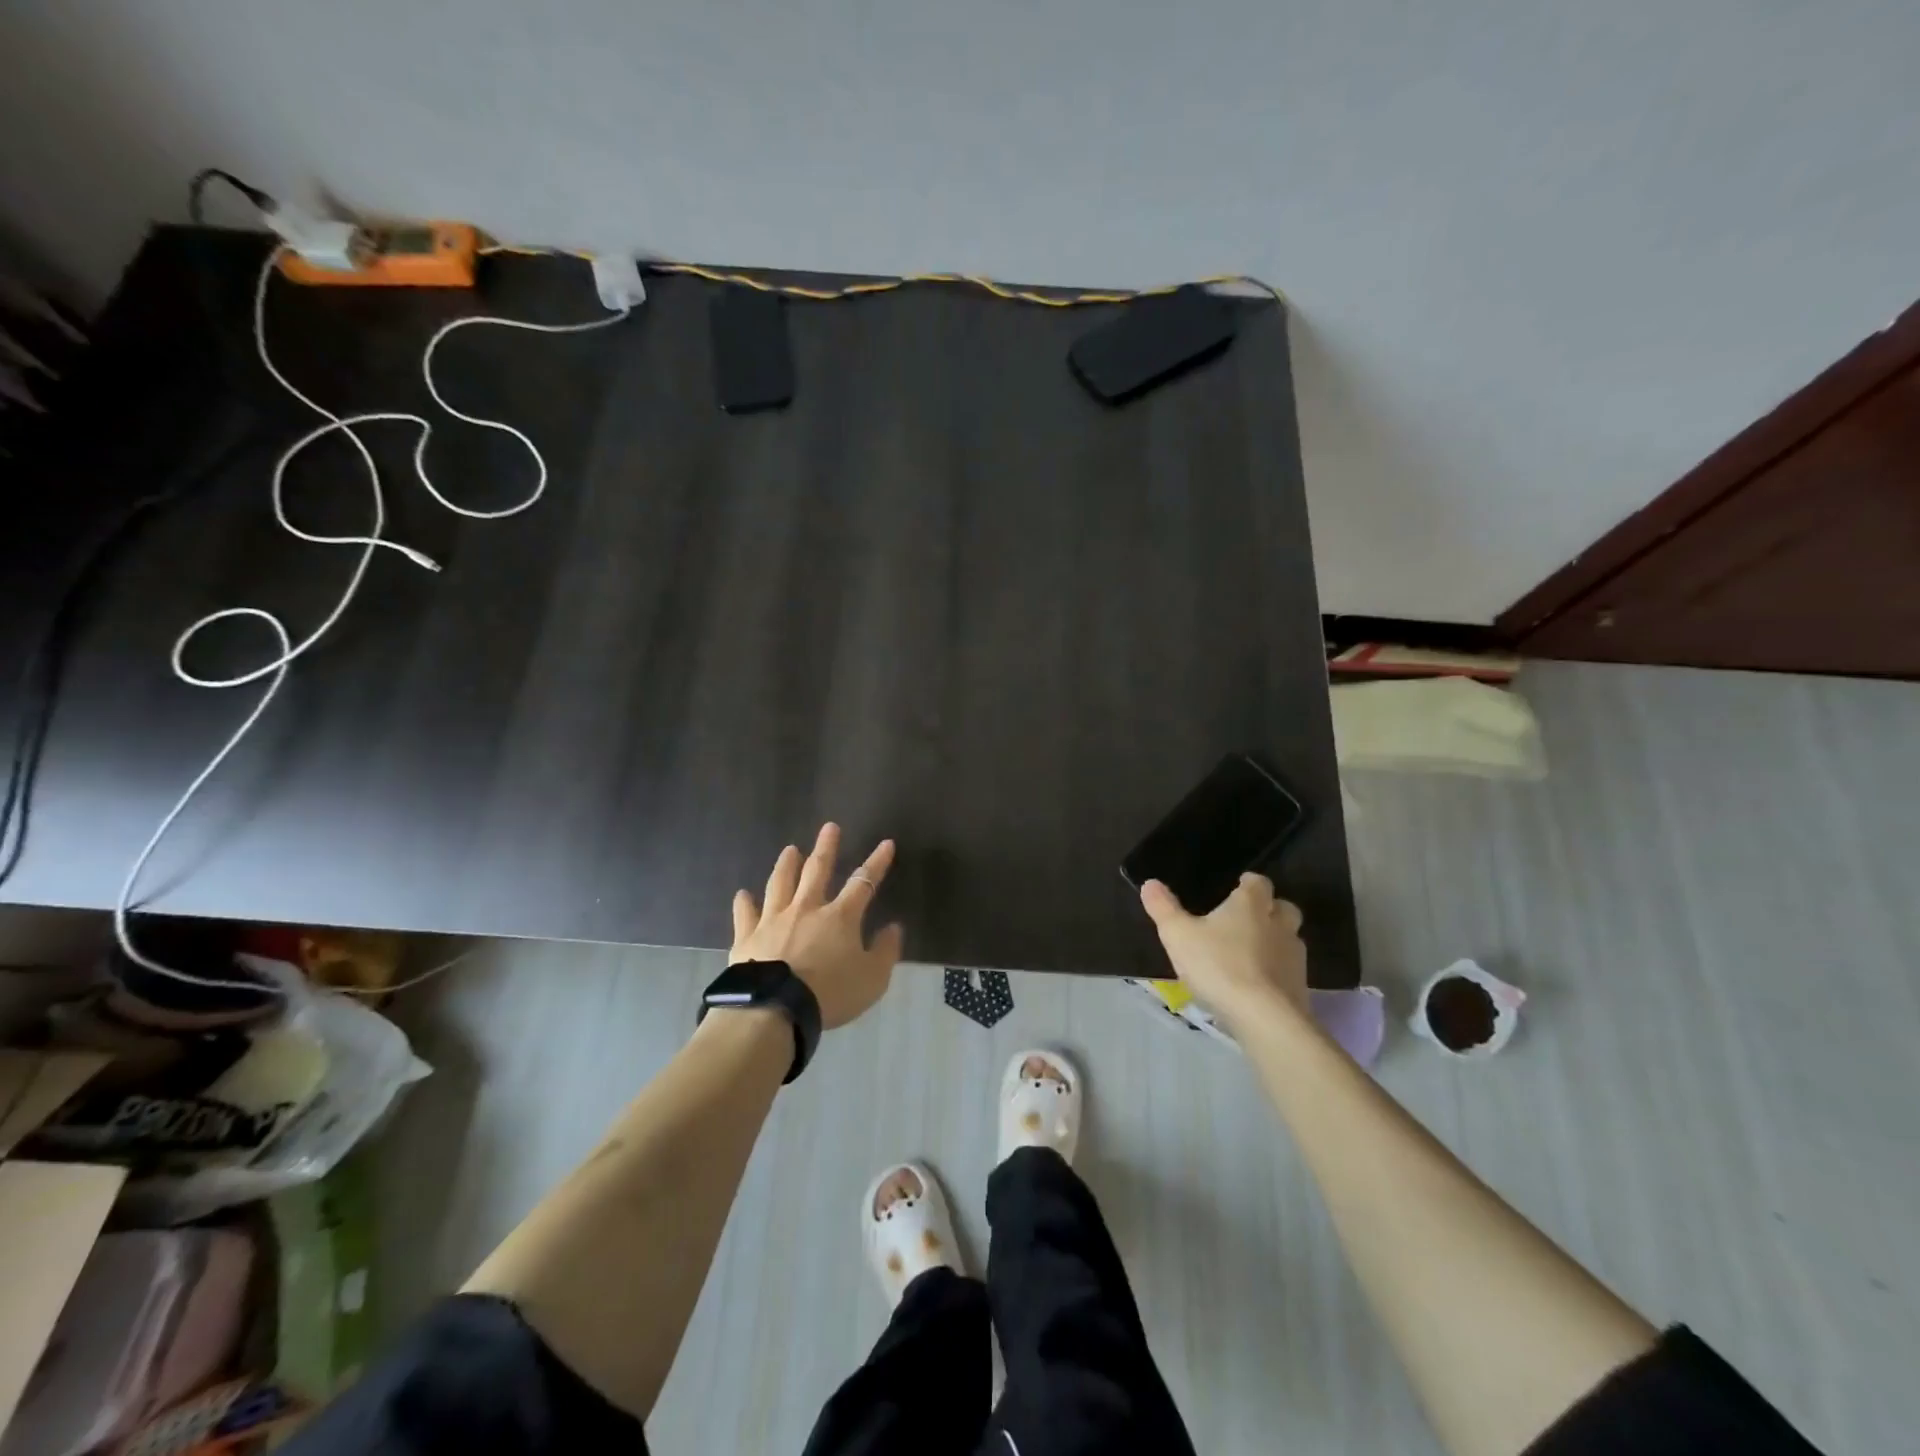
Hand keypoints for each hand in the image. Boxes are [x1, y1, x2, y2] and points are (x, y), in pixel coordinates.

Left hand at [731, 823, 903, 1028]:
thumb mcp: (872, 979)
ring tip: (789, 849)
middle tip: (829, 827)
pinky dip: (744, 903)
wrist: (775, 1010)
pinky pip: (745, 915)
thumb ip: (886, 951)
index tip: (886, 843)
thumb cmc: (830, 994)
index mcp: (839, 917)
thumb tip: (894, 927)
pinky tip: (742, 894)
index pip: (863, 882)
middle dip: (826, 848)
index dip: (877, 862)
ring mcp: (773, 920)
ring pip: (780, 884)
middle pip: (817, 871)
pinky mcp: (747, 938)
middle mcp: (806, 909)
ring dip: (786, 865)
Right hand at [1140, 873, 1308, 1029]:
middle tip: (1247, 919)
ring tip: (1250, 953)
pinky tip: (1258, 984)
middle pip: (1283, 907)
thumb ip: (1163, 908)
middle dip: (1270, 909)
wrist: (1265, 1018)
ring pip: (1290, 939)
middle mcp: (1278, 924)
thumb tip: (1150, 883)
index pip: (1258, 882)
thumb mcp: (1178, 936)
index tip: (1237, 887)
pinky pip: (1289, 970)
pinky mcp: (1300, 986)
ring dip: (1275, 941)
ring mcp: (1294, 956)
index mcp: (1250, 905)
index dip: (1248, 883)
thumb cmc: (1218, 966)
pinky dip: (1277, 971)